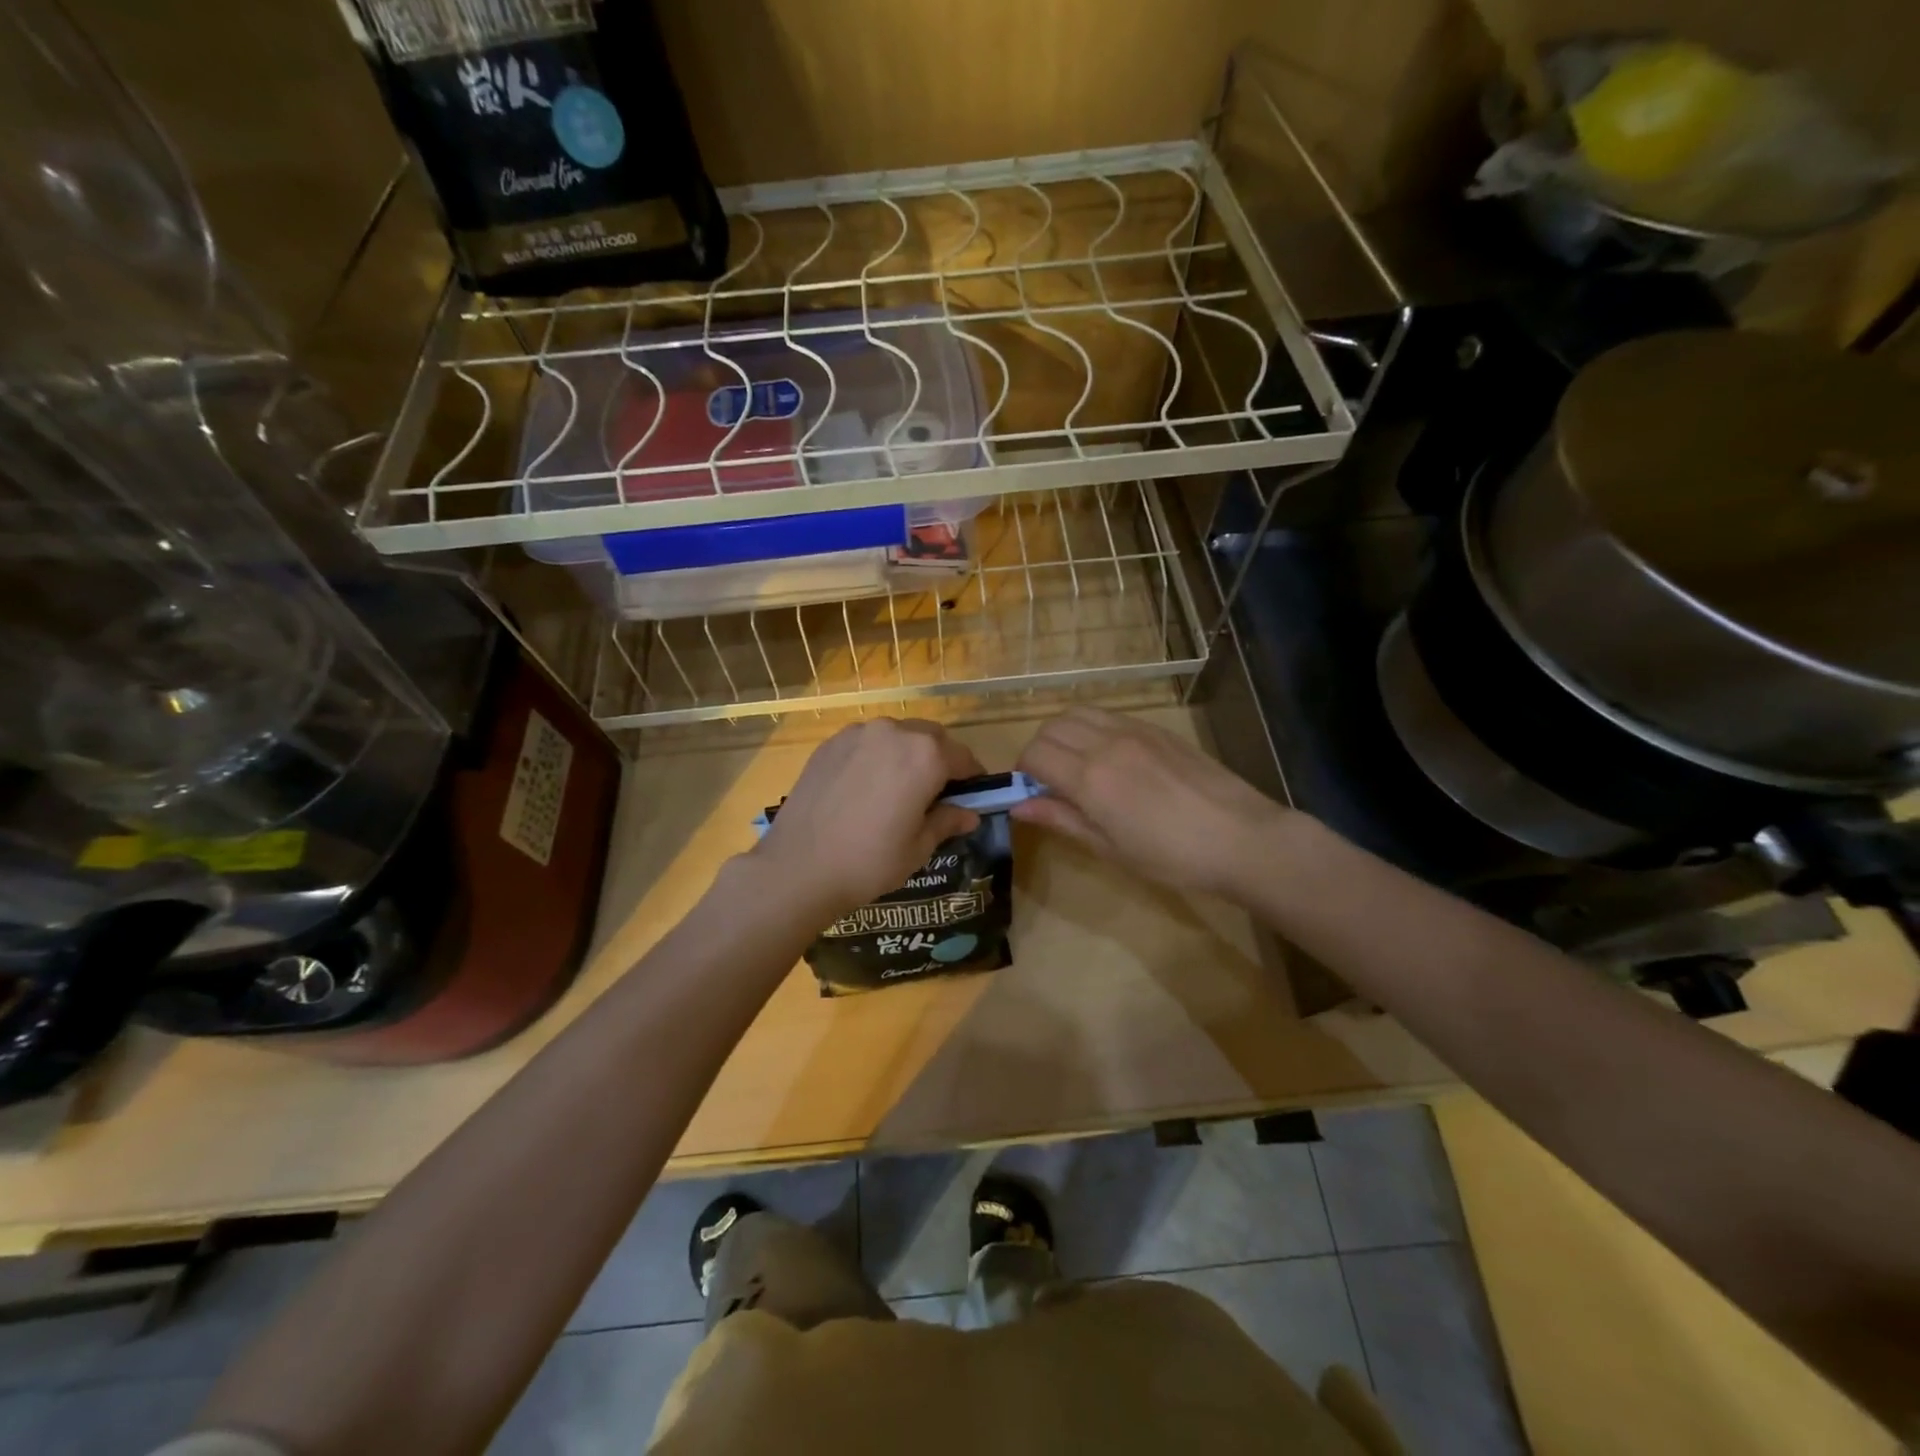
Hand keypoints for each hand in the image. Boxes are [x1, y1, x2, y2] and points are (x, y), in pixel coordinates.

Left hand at [751, 718, 984, 922]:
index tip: (972, 796)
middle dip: (940, 760)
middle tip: (936, 793)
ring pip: (897, 735)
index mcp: (925, 756)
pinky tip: (866, 787)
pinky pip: (867, 742)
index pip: (963, 757)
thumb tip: (969, 814)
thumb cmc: (869, 861)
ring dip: (907, 754)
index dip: (972, 778)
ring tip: (898, 789)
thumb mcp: (918, 847)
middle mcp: (894, 732)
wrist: (798, 867)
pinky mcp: (830, 743)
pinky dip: (876, 756)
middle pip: (931, 738)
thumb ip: (947, 821)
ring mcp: (858, 733)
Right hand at [1012, 708, 1289, 900]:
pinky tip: (1110, 758)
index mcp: (1090, 777)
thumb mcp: (1110, 848)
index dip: (1023, 772)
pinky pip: (1108, 715)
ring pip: (1078, 712)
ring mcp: (1133, 730)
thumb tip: (1019, 806)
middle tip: (1051, 781)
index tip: (1032, 793)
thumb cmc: (1171, 856)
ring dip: (1064, 733)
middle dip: (1040, 750)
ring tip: (1077, 764)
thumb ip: (1062, 819)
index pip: (1034, 754)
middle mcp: (1106, 743)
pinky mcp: (1156, 728)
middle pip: (1051, 727)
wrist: (1241, 837)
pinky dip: (1092, 728)